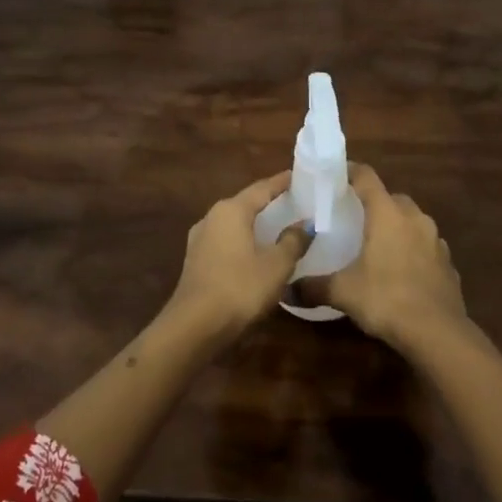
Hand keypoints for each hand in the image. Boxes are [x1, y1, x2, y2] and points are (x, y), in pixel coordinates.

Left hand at [168, 172, 308, 336]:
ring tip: (277, 224)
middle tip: (293, 200)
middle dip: (268, 201)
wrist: (195, 325)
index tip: (298, 176)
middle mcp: (212, 216)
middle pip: (246, 202)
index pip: (262, 188)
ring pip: (234, 222)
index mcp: (232, 210)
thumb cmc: (240, 288)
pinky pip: (225, 240)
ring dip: (254, 222)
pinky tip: (254, 250)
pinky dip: (243, 239)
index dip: (282, 182)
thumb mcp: (276, 266)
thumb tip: (306, 223)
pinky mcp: (196, 259)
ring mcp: (200, 238)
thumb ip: (293, 241)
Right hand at [301, 164, 464, 350]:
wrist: (439, 333)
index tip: (335, 175)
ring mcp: (436, 240)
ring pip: (412, 221)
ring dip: (397, 227)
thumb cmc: (387, 299)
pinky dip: (413, 251)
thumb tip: (286, 291)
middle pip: (392, 198)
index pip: (367, 177)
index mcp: (387, 213)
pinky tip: (402, 272)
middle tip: (354, 216)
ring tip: (377, 245)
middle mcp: (414, 218)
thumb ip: (314, 287)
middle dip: (374, 203)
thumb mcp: (344, 292)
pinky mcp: (448, 263)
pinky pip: (426, 247)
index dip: (351, 171)